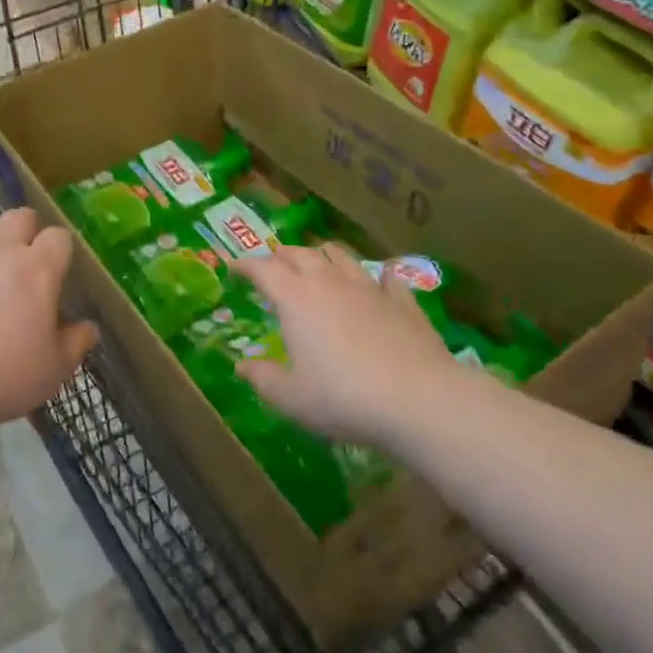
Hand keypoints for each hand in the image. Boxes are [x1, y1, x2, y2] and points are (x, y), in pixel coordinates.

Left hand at [0, 209, 99, 436]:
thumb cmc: (1, 377)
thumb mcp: (53, 370)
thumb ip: (76, 343)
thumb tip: (88, 327)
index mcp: (37, 270)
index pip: (59, 237)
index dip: (60, 250)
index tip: (58, 271)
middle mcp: (0, 249)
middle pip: (19, 216)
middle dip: (26, 231)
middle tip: (24, 259)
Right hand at [232, 245, 461, 445]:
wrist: (418, 400)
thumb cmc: (343, 397)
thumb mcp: (292, 397)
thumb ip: (263, 379)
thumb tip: (241, 366)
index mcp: (294, 298)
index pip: (262, 269)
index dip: (245, 265)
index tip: (234, 268)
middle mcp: (327, 281)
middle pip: (299, 253)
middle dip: (282, 255)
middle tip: (274, 264)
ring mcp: (367, 287)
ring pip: (340, 255)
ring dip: (323, 255)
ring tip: (318, 262)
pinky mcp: (402, 301)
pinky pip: (387, 278)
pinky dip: (378, 277)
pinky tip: (381, 281)